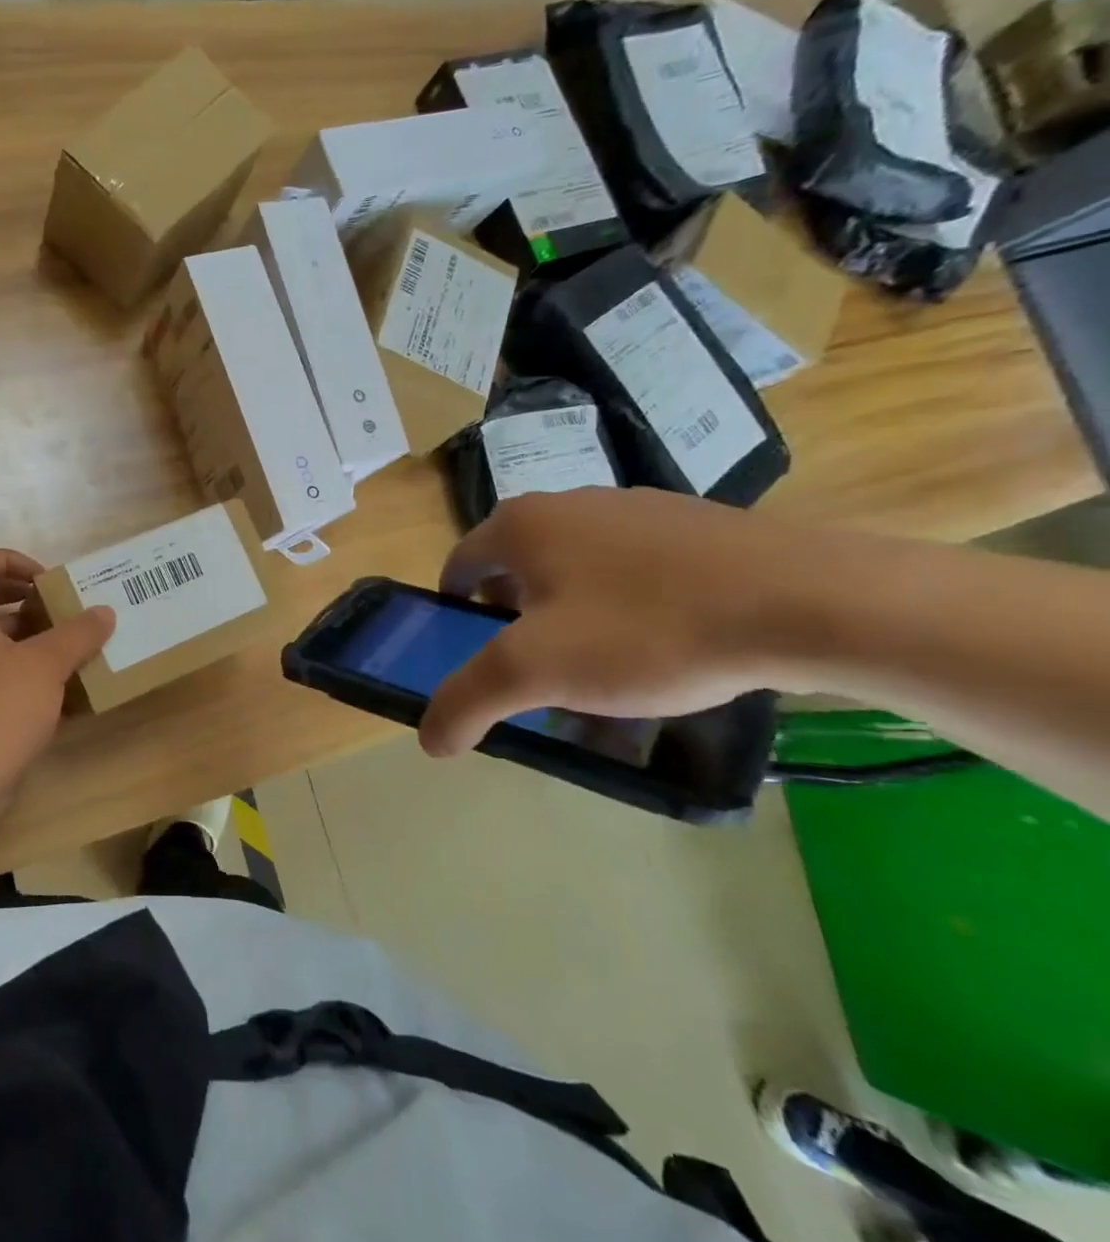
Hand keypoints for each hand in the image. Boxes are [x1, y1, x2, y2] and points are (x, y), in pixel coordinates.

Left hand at [0, 549, 115, 805]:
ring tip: (73, 648)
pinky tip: (63, 691)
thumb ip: (77, 634)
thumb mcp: (46, 666)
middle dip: (28, 600)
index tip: (48, 581)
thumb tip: (104, 612)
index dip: (14, 560)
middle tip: (63, 610)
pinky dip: (27, 673)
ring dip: (32, 638)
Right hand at [418, 488, 819, 757]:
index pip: (458, 567)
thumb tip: (428, 738)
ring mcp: (637, 508)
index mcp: (522, 524)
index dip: (453, 616)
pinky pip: (633, 569)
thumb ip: (467, 701)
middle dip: (513, 620)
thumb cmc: (647, 629)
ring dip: (568, 615)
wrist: (811, 601)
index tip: (475, 659)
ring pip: (575, 569)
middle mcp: (570, 503)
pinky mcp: (695, 526)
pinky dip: (625, 606)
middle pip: (515, 568)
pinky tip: (661, 646)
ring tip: (603, 668)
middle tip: (538, 671)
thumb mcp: (536, 671)